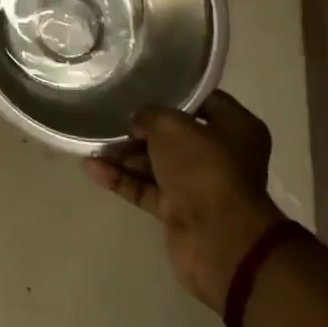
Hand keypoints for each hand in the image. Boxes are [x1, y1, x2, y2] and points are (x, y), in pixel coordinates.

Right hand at [85, 91, 284, 313]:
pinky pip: (146, 189)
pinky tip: (92, 168)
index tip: (141, 86)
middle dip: (140, 128)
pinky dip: (122, 180)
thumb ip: (149, 115)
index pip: (202, 101)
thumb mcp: (171, 126)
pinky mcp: (179, 212)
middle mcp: (220, 155)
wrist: (219, 240)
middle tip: (108, 116)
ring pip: (156, 163)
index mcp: (236, 128)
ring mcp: (199, 185)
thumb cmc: (204, 169)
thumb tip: (137, 121)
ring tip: (91, 142)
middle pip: (174, 135)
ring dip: (125, 155)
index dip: (172, 93)